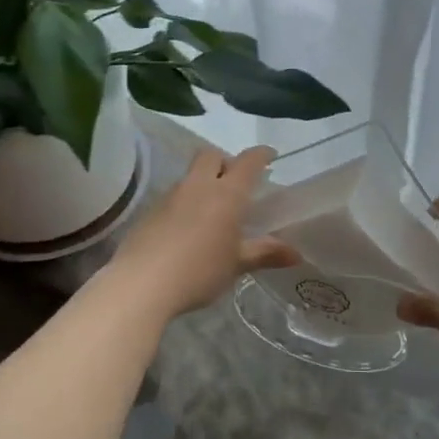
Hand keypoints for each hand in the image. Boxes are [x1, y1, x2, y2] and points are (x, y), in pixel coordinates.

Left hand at [105, 146, 299, 318]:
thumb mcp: (237, 264)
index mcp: (226, 194)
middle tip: (235, 183)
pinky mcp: (150, 211)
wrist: (141, 284)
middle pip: (212, 155)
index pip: (248, 161)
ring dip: (204, 183)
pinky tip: (187, 229)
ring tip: (212, 211)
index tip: (270, 156)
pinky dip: (185, 203)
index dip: (261, 155)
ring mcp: (171, 196)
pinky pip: (174, 196)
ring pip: (191, 175)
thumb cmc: (199, 271)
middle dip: (226, 161)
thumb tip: (296, 254)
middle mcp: (198, 186)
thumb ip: (265, 254)